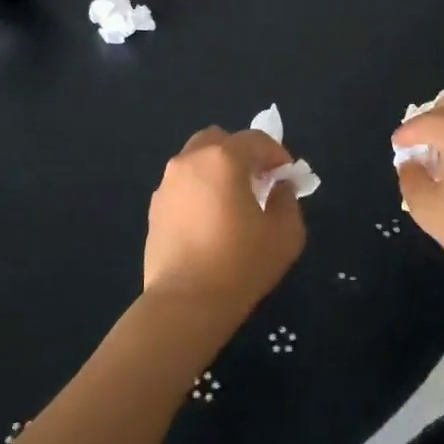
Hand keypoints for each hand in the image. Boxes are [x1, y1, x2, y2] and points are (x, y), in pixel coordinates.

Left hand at [143, 127, 306, 317]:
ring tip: (232, 203)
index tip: (287, 177)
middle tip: (257, 182)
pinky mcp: (155, 208)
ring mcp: (167, 184)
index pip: (256, 139)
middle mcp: (190, 161)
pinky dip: (199, 191)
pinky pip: (183, 185)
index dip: (277, 154)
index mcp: (223, 159)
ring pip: (196, 161)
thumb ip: (288, 200)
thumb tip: (279, 187)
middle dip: (242, 154)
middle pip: (219, 140)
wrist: (185, 303)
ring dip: (217, 171)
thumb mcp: (285, 234)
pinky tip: (210, 223)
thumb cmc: (240, 264)